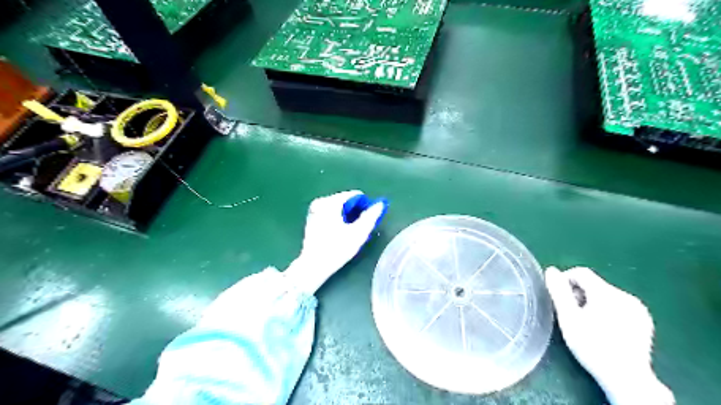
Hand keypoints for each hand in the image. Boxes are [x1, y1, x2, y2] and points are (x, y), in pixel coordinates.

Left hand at [286, 190, 388, 293]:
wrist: (313, 266)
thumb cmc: (337, 249)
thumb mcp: (358, 233)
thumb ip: (371, 216)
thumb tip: (380, 204)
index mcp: (331, 202)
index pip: (355, 195)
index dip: (365, 206)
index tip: (368, 220)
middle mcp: (321, 202)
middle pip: (346, 200)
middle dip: (355, 212)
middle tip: (359, 228)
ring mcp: (315, 210)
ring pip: (339, 207)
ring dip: (347, 216)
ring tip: (350, 232)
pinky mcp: (312, 218)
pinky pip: (330, 213)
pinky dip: (338, 219)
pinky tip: (339, 233)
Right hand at [547, 266, 675, 403]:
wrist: (627, 378)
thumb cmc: (592, 346)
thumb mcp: (568, 318)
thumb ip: (559, 291)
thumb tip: (551, 270)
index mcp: (607, 293)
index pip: (581, 272)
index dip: (565, 280)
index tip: (559, 298)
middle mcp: (625, 296)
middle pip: (594, 284)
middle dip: (579, 294)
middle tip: (571, 314)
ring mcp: (638, 309)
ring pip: (606, 295)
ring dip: (592, 302)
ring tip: (586, 323)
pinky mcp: (644, 321)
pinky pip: (619, 306)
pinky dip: (607, 311)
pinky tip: (604, 329)